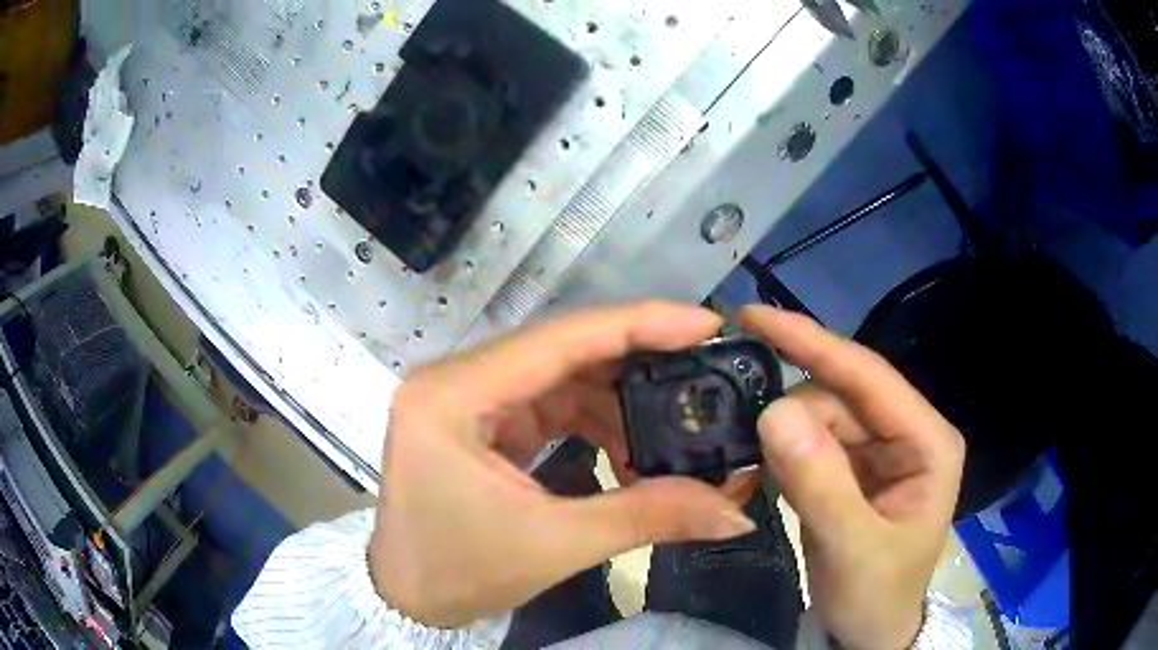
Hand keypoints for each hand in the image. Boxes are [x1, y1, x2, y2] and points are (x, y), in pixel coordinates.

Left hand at [369, 302, 759, 628]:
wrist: (407, 597)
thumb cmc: (457, 572)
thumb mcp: (555, 545)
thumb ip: (649, 517)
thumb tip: (738, 510)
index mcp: (452, 395)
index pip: (559, 338)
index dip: (638, 324)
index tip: (706, 324)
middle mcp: (456, 379)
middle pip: (562, 350)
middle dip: (638, 361)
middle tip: (704, 371)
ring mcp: (467, 396)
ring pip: (560, 376)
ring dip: (618, 401)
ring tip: (673, 430)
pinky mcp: (482, 419)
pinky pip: (550, 403)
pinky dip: (594, 421)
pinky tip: (629, 450)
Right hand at [742, 306, 964, 649]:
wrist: (868, 633)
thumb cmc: (877, 596)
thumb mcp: (853, 548)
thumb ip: (820, 484)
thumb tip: (773, 411)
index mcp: (927, 440)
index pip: (869, 376)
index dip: (813, 343)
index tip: (754, 316)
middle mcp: (905, 433)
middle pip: (838, 395)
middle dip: (788, 411)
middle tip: (737, 433)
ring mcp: (877, 450)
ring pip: (819, 418)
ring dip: (779, 435)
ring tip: (745, 462)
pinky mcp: (851, 469)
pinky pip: (810, 444)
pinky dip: (780, 454)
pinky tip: (759, 468)